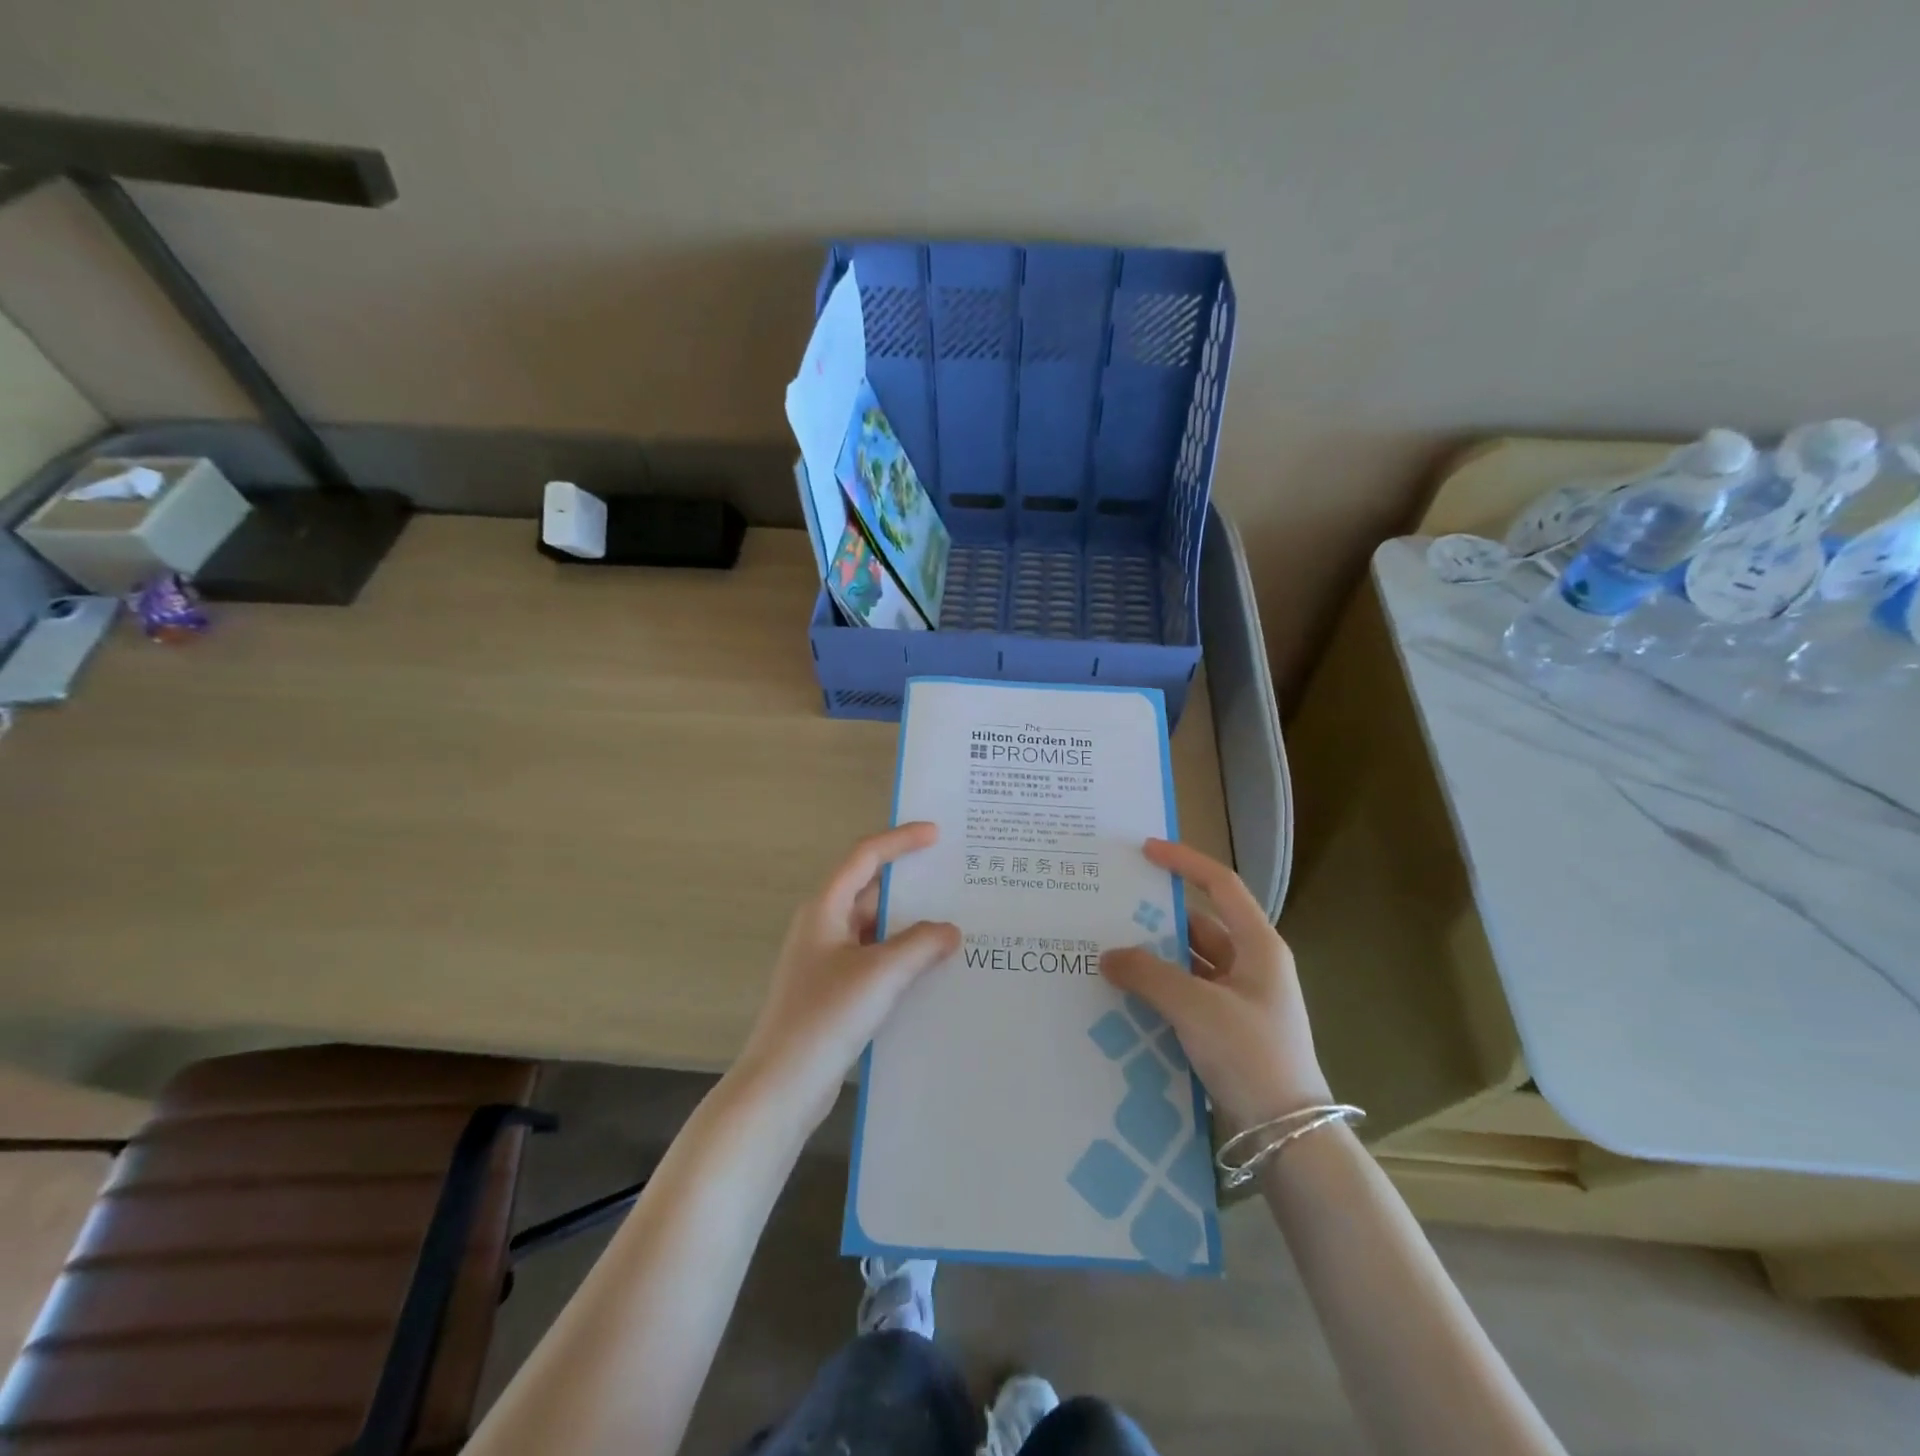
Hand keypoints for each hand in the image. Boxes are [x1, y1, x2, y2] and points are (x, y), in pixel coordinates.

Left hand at [736, 823, 960, 1125]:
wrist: (782, 1086)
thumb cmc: (826, 1016)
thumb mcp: (880, 973)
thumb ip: (920, 944)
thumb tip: (950, 930)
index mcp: (825, 909)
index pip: (865, 857)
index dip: (900, 841)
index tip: (936, 835)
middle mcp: (824, 927)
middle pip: (872, 892)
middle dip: (912, 887)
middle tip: (956, 882)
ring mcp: (828, 962)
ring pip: (877, 930)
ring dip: (911, 927)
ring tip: (957, 924)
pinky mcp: (836, 992)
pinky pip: (876, 960)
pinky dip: (903, 957)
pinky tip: (934, 969)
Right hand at [1100, 839, 1330, 1129]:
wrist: (1287, 1135)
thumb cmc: (1251, 1055)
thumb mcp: (1196, 1007)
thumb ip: (1148, 974)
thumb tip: (1109, 955)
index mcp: (1258, 946)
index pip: (1220, 885)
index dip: (1184, 862)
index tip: (1145, 850)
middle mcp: (1251, 965)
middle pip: (1198, 925)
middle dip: (1156, 918)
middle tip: (1110, 909)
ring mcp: (1239, 999)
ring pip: (1188, 963)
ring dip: (1153, 958)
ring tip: (1108, 951)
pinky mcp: (1226, 1029)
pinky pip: (1186, 995)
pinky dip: (1158, 989)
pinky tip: (1125, 994)